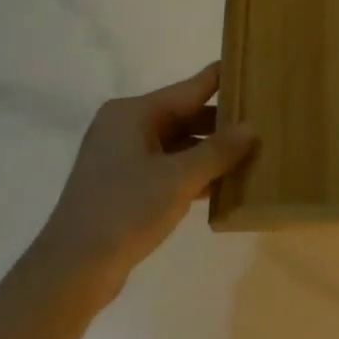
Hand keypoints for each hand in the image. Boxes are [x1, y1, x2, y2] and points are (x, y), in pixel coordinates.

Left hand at [34, 64, 255, 297]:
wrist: (73, 270)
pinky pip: (167, 168)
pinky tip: (225, 184)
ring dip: (210, 151)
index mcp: (132, 113)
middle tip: (265, 120)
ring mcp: (122, 158)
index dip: (222, 79)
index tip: (253, 68)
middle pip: (184, 115)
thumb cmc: (125, 210)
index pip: (189, 88)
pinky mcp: (124, 186)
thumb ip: (218, 150)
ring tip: (254, 152)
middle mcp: (125, 127)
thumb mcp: (179, 178)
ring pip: (177, 144)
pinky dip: (193, 173)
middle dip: (222, 122)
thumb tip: (252, 128)